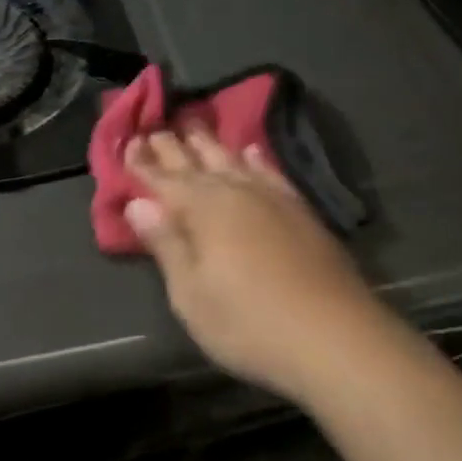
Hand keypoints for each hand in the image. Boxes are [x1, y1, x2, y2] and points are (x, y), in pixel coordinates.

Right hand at [125, 130, 387, 402]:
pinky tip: (251, 151)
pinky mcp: (299, 209)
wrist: (333, 335)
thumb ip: (166, 244)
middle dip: (173, 146)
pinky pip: (270, 171)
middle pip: (196, 162)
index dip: (143, 162)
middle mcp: (235, 191)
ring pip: (232, 159)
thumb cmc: (249, 323)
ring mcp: (271, 197)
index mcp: (202, 209)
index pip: (163, 179)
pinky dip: (256, 158)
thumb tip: (138, 202)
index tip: (127, 142)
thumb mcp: (192, 294)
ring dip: (210, 143)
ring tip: (194, 125)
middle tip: (156, 126)